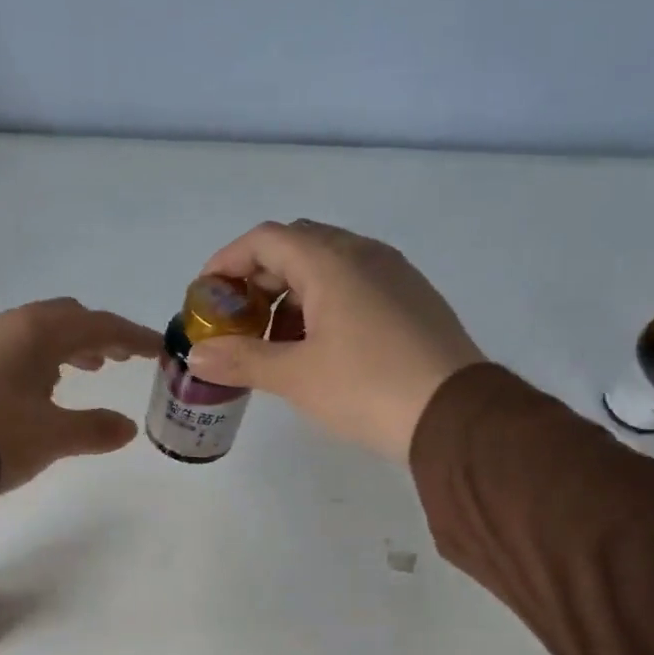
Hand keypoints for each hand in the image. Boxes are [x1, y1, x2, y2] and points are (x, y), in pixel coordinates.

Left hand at [0, 298, 161, 492]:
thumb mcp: (54, 437)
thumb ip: (95, 429)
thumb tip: (127, 428)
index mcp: (39, 333)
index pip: (100, 326)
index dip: (133, 337)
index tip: (158, 349)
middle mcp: (10, 325)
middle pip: (67, 319)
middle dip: (98, 336)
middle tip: (119, 358)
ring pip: (37, 331)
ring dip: (67, 346)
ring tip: (85, 370)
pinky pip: (13, 346)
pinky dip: (38, 357)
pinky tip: (38, 384)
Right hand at [185, 220, 485, 461]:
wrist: (455, 415)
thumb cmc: (367, 388)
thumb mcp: (296, 377)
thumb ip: (242, 360)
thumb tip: (198, 357)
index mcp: (332, 261)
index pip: (266, 239)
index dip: (227, 261)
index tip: (205, 294)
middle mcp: (365, 254)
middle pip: (297, 247)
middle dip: (259, 279)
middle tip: (238, 320)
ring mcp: (395, 275)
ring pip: (329, 267)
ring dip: (293, 295)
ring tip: (276, 342)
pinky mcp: (413, 300)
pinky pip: (357, 286)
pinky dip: (325, 305)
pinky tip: (320, 348)